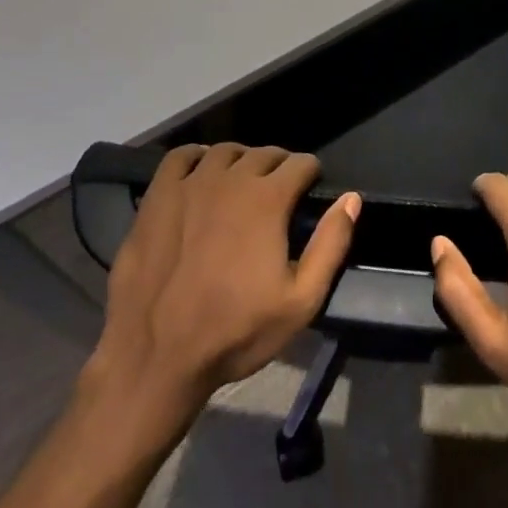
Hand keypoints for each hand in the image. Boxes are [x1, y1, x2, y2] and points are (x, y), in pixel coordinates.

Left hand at [86, 143, 359, 425]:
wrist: (156, 355)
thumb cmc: (235, 331)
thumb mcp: (301, 301)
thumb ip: (331, 244)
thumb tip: (351, 199)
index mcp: (268, 199)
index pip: (300, 163)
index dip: (310, 173)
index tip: (310, 188)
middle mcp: (231, 178)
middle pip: (263, 153)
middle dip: (278, 165)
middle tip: (279, 189)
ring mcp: (190, 183)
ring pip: (224, 151)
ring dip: (241, 160)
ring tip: (242, 181)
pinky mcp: (157, 195)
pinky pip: (180, 157)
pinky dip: (196, 157)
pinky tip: (200, 172)